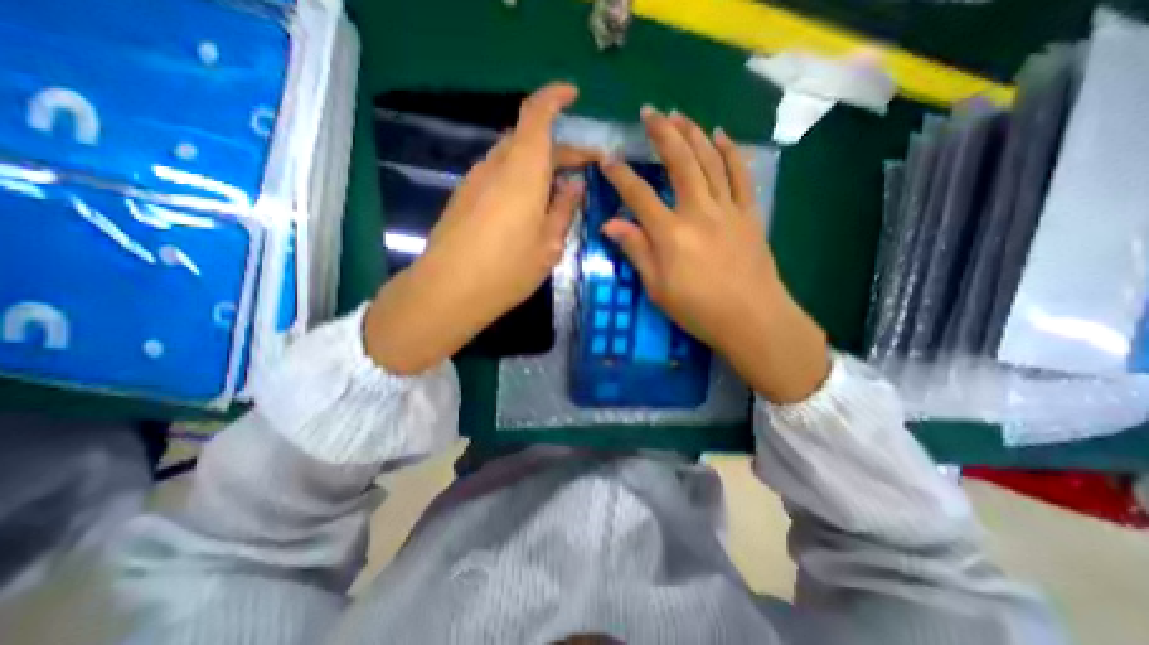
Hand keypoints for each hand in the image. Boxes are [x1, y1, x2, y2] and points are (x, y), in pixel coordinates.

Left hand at [365, 81, 597, 372]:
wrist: (448, 292)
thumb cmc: (506, 271)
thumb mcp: (548, 246)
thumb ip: (563, 211)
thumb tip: (574, 187)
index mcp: (522, 172)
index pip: (537, 115)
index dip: (554, 98)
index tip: (573, 96)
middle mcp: (495, 167)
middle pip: (527, 139)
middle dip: (558, 147)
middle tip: (583, 169)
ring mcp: (475, 181)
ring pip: (512, 158)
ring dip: (538, 166)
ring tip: (559, 192)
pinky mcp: (464, 198)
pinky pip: (498, 176)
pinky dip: (519, 180)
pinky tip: (529, 207)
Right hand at [596, 107, 831, 400]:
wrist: (752, 318)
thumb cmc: (698, 308)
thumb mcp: (657, 287)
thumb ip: (636, 250)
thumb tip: (611, 225)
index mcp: (670, 233)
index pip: (638, 195)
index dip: (620, 175)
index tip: (607, 160)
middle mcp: (698, 211)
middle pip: (679, 162)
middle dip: (662, 133)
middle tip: (649, 112)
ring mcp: (727, 208)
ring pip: (709, 160)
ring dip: (693, 133)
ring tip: (679, 115)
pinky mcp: (749, 213)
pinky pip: (740, 174)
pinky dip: (730, 151)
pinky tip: (720, 136)